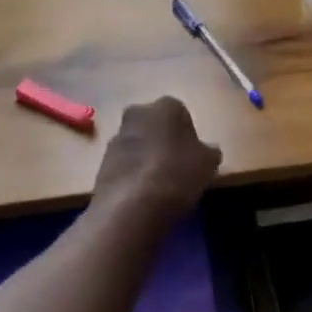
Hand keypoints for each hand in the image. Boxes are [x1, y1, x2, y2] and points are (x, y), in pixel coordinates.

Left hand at [93, 96, 221, 227]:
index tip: (193, 157)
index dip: (188, 136)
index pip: (181, 114)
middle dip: (163, 141)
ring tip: (158, 186)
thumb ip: (209, 152)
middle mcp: (138, 112)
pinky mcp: (101, 160)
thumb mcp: (207, 164)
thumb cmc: (177, 174)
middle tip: (176, 168)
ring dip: (145, 157)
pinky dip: (131, 174)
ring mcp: (116, 136)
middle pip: (155, 125)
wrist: (132, 205)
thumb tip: (209, 150)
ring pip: (137, 143)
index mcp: (166, 106)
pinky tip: (141, 194)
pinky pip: (123, 163)